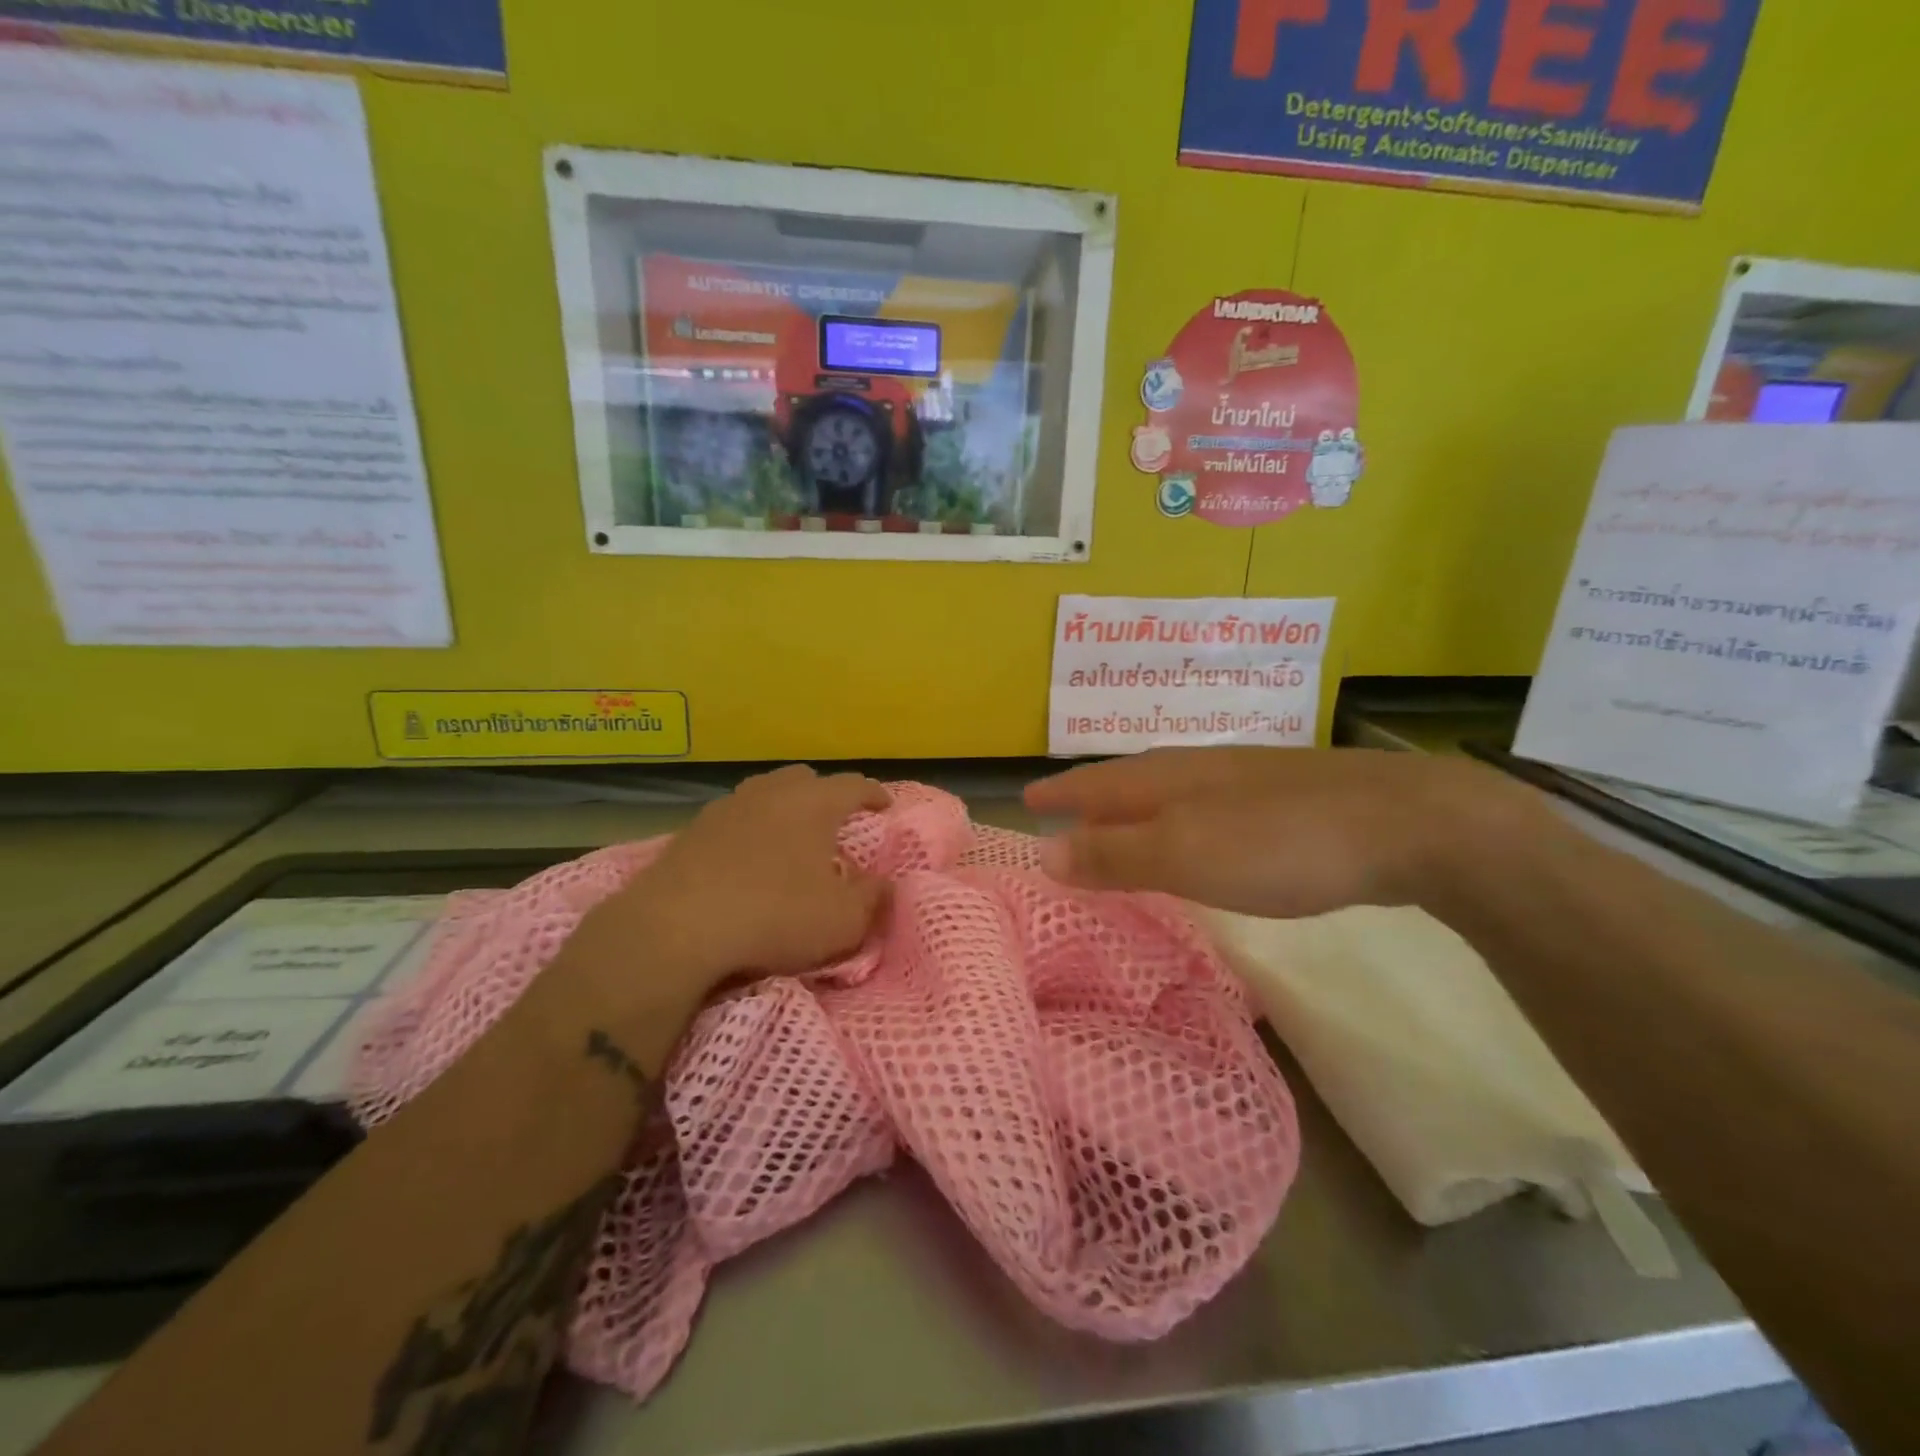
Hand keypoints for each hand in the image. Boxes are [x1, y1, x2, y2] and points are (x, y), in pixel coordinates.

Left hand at [551, 767, 892, 1055]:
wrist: (676, 927)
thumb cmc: (774, 916)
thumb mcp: (842, 921)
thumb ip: (873, 899)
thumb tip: (886, 884)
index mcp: (814, 803)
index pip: (853, 785)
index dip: (873, 793)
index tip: (885, 805)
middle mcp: (771, 793)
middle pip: (804, 779)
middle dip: (825, 794)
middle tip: (835, 820)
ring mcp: (727, 807)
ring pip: (764, 792)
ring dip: (783, 807)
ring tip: (790, 835)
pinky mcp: (692, 830)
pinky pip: (733, 818)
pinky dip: (749, 828)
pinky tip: (746, 855)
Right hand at [1025, 748, 1539, 919]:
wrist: (1405, 823)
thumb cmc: (1280, 843)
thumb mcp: (1185, 855)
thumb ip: (1114, 854)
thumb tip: (1043, 852)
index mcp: (1167, 778)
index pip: (1094, 784)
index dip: (1060, 794)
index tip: (1026, 800)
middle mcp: (1198, 768)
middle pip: (1129, 779)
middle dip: (1092, 795)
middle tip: (1062, 808)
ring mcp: (1244, 779)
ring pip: (1169, 788)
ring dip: (1134, 805)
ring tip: (1116, 819)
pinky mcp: (1282, 798)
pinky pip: (1205, 803)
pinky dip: (1178, 817)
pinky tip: (1196, 831)